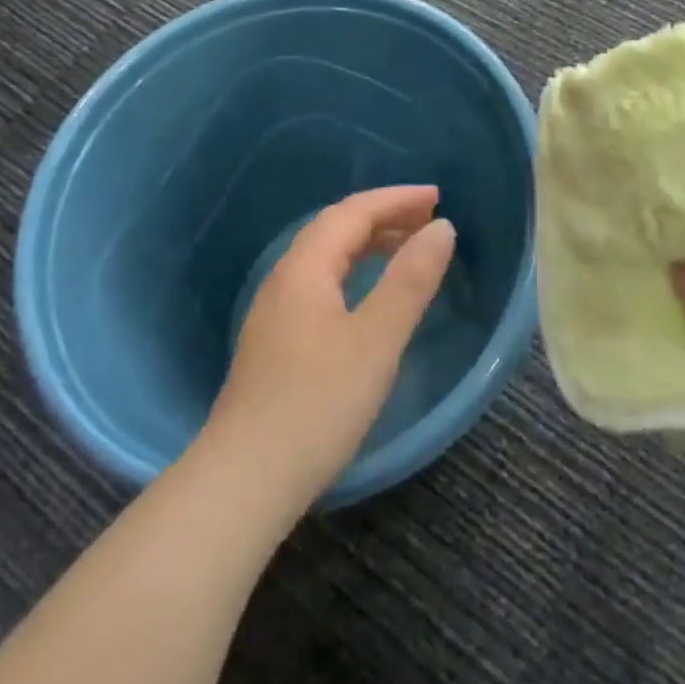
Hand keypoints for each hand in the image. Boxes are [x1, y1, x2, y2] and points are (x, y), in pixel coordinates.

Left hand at [205, 185, 456, 509]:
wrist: (242, 484)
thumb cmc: (316, 404)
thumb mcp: (376, 340)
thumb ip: (410, 281)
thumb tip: (441, 228)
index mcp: (305, 268)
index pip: (353, 212)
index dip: (396, 199)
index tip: (437, 198)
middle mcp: (285, 279)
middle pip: (336, 228)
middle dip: (384, 215)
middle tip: (428, 219)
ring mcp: (275, 312)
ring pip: (326, 257)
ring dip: (368, 243)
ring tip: (407, 248)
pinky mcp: (274, 343)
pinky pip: (320, 282)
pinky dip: (353, 271)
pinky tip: (367, 295)